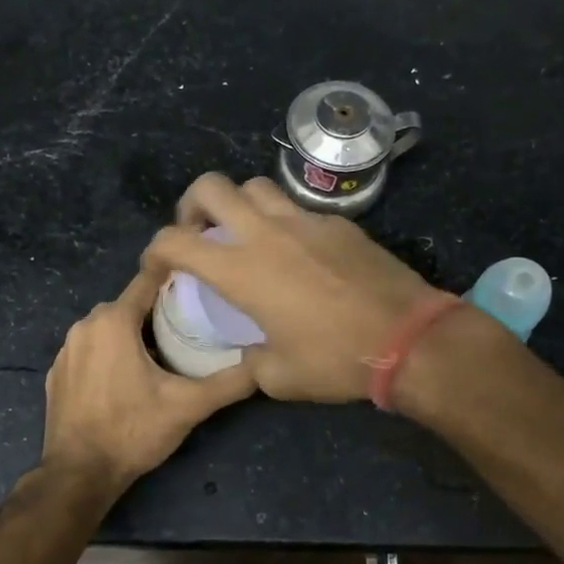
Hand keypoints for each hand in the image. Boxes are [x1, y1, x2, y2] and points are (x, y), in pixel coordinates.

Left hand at [40, 265, 256, 494]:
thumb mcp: (188, 406)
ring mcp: (66, 350)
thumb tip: (265, 365)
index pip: (148, 280)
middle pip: (129, 305)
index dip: (175, 275)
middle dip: (157, 311)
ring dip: (132, 334)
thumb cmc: (133, 431)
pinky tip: (127, 379)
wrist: (79, 474)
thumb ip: (229, 382)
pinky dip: (109, 354)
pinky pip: (90, 350)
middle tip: (191, 325)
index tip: (200, 277)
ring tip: (164, 354)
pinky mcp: (57, 373)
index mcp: (113, 321)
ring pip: (108, 327)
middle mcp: (84, 325)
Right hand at [141, 173, 443, 401]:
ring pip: (256, 187)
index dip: (154, 250)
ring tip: (246, 235)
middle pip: (212, 186)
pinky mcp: (338, 223)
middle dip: (192, 204)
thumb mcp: (279, 377)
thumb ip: (250, 361)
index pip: (175, 241)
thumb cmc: (336, 360)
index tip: (157, 267)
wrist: (409, 338)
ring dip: (239, 205)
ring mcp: (305, 221)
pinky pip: (298, 208)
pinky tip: (298, 253)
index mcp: (241, 270)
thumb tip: (249, 354)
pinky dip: (283, 221)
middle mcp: (266, 233)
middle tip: (199, 233)